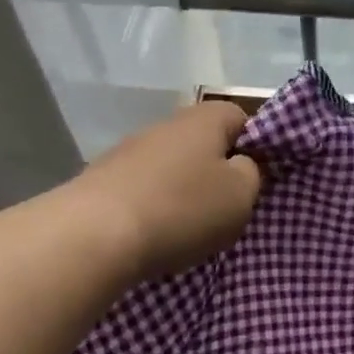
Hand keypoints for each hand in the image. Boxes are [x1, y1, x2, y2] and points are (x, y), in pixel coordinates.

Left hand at [74, 101, 262, 279]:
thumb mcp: (240, 195)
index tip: (258, 179)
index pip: (241, 117)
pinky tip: (155, 234)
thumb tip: (239, 165)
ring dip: (183, 191)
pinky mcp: (103, 180)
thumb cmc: (182, 209)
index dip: (255, 145)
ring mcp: (128, 151)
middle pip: (203, 143)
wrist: (95, 235)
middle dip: (216, 172)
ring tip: (191, 228)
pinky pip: (143, 190)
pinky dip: (154, 208)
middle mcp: (165, 125)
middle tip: (228, 208)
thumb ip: (251, 173)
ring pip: (171, 167)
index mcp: (204, 119)